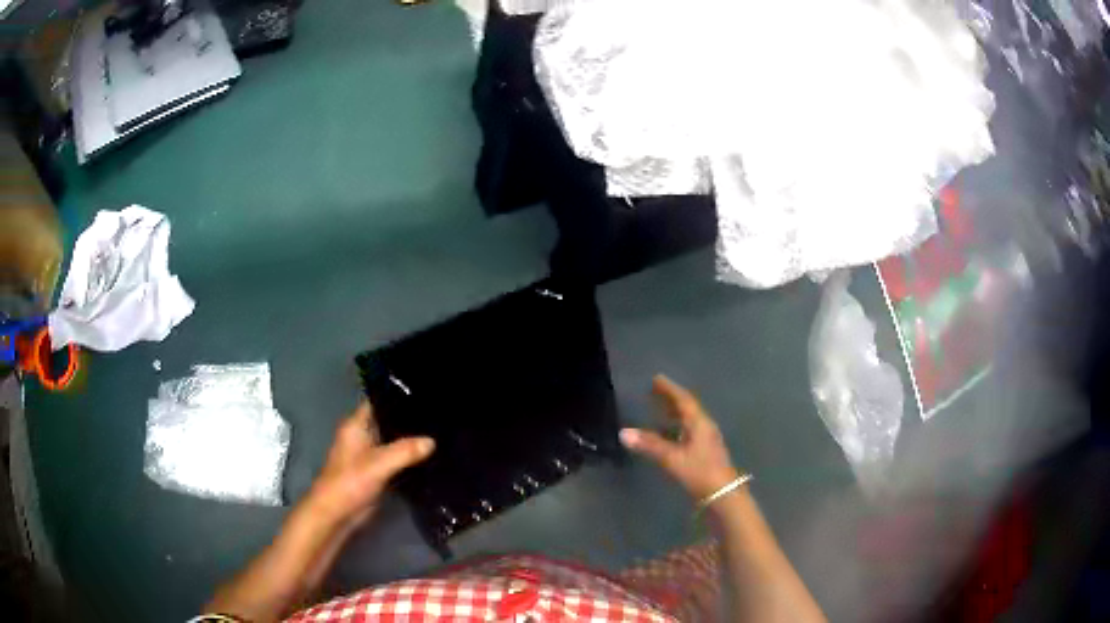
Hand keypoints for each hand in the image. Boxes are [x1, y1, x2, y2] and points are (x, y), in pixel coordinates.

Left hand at [307, 402, 434, 527]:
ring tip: (441, 431)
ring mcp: (370, 454)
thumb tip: (433, 441)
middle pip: (389, 421)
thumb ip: (405, 451)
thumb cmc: (350, 482)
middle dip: (410, 419)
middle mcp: (363, 436)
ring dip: (411, 439)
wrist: (336, 514)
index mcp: (356, 425)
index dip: (399, 395)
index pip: (379, 401)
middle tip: (439, 413)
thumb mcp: (378, 464)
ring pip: (394, 440)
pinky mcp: (377, 471)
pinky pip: (396, 458)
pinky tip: (431, 455)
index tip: (426, 392)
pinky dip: (409, 457)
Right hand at [620, 375, 739, 499]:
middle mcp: (704, 427)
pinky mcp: (705, 452)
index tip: (656, 379)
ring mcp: (707, 440)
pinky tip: (667, 436)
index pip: (683, 400)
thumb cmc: (699, 472)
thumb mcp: (672, 458)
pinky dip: (676, 428)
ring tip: (658, 410)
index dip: (669, 389)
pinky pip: (689, 432)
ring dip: (673, 414)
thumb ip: (649, 445)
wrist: (723, 495)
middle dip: (670, 399)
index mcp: (699, 423)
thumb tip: (623, 432)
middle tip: (654, 391)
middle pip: (687, 408)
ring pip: (688, 421)